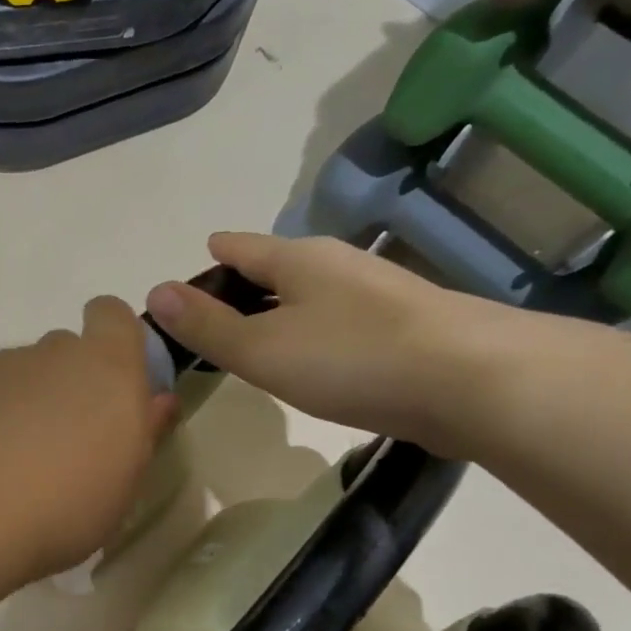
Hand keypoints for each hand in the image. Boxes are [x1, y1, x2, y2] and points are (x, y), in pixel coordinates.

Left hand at [0, 297, 177, 580]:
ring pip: (23, 373)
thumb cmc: (65, 505)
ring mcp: (1, 366)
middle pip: (66, 350)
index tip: (111, 380)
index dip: (113, 338)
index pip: (113, 315)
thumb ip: (144, 430)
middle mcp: (53, 353)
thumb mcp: (125, 482)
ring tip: (17, 459)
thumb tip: (157, 401)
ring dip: (28, 401)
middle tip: (66, 438)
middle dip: (70, 383)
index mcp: (107, 368)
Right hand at [144, 233, 521, 455]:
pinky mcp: (404, 326)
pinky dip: (312, 334)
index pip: (239, 247)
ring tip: (255, 345)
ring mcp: (375, 293)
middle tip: (212, 324)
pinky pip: (337, 322)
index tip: (191, 274)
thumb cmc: (351, 358)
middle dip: (242, 288)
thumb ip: (206, 325)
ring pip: (309, 296)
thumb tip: (154, 292)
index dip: (211, 259)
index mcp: (296, 258)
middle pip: (275, 268)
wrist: (475, 383)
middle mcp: (336, 264)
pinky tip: (313, 363)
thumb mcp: (262, 348)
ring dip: (279, 313)